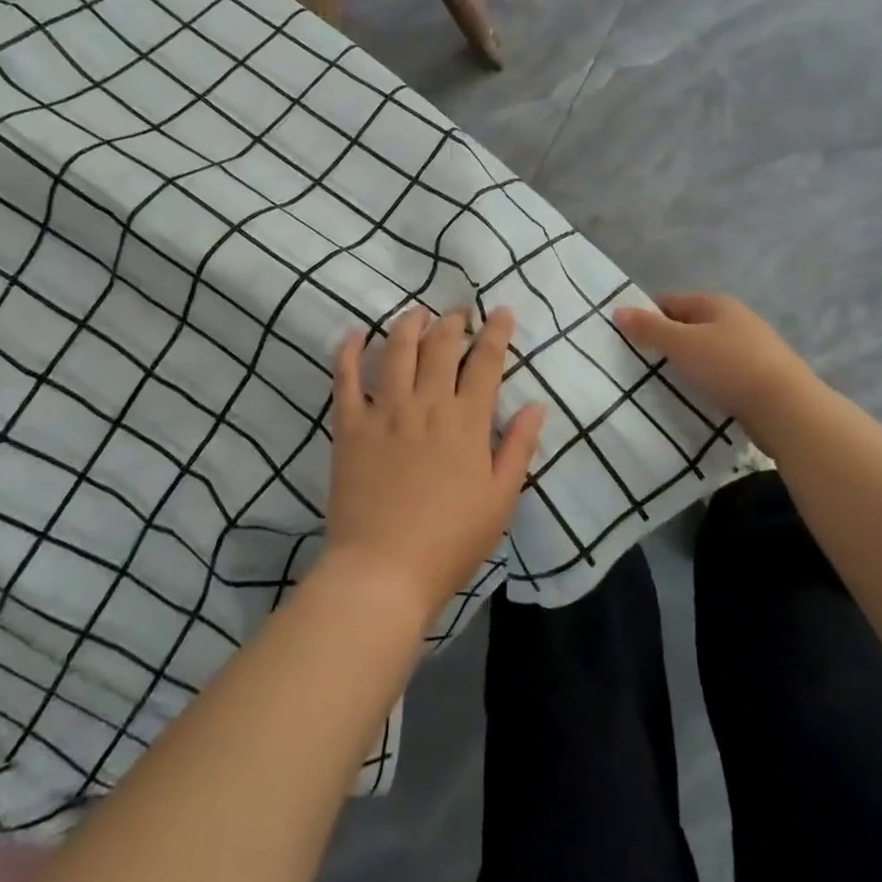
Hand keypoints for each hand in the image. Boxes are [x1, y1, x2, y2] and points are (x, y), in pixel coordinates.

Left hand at [323, 306, 545, 618]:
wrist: (383, 571)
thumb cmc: (450, 540)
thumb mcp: (500, 499)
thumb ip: (519, 448)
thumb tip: (535, 406)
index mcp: (466, 421)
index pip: (486, 362)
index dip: (495, 332)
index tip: (501, 311)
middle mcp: (426, 404)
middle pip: (441, 345)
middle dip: (453, 321)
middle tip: (458, 312)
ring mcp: (384, 411)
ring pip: (397, 349)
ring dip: (409, 323)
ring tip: (417, 313)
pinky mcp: (350, 425)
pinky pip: (346, 377)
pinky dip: (351, 350)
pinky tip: (357, 332)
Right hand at [614, 292, 815, 423]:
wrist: (788, 409)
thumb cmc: (730, 366)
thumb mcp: (682, 344)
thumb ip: (649, 328)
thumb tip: (618, 310)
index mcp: (717, 303)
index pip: (670, 302)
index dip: (647, 317)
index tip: (626, 341)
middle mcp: (735, 320)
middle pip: (688, 327)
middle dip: (665, 344)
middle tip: (639, 367)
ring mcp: (751, 350)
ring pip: (705, 353)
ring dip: (686, 366)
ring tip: (663, 386)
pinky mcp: (758, 379)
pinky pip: (721, 375)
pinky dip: (705, 383)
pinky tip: (695, 399)